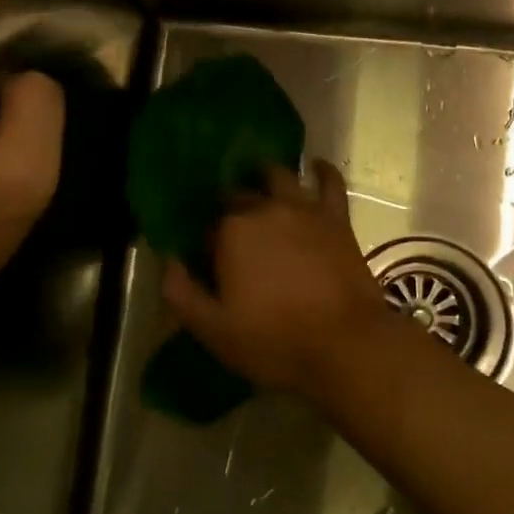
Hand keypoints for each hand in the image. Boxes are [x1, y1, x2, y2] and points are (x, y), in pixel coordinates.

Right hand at [161, 161, 392, 400]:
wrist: (346, 346)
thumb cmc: (275, 341)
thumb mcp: (213, 330)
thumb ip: (181, 293)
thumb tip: (168, 261)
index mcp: (230, 232)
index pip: (207, 225)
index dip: (206, 241)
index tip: (209, 261)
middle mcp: (263, 208)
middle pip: (238, 195)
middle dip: (230, 207)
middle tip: (231, 229)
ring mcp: (303, 208)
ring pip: (277, 175)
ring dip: (264, 176)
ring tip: (259, 183)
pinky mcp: (335, 217)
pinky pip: (329, 182)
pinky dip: (321, 171)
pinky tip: (315, 167)